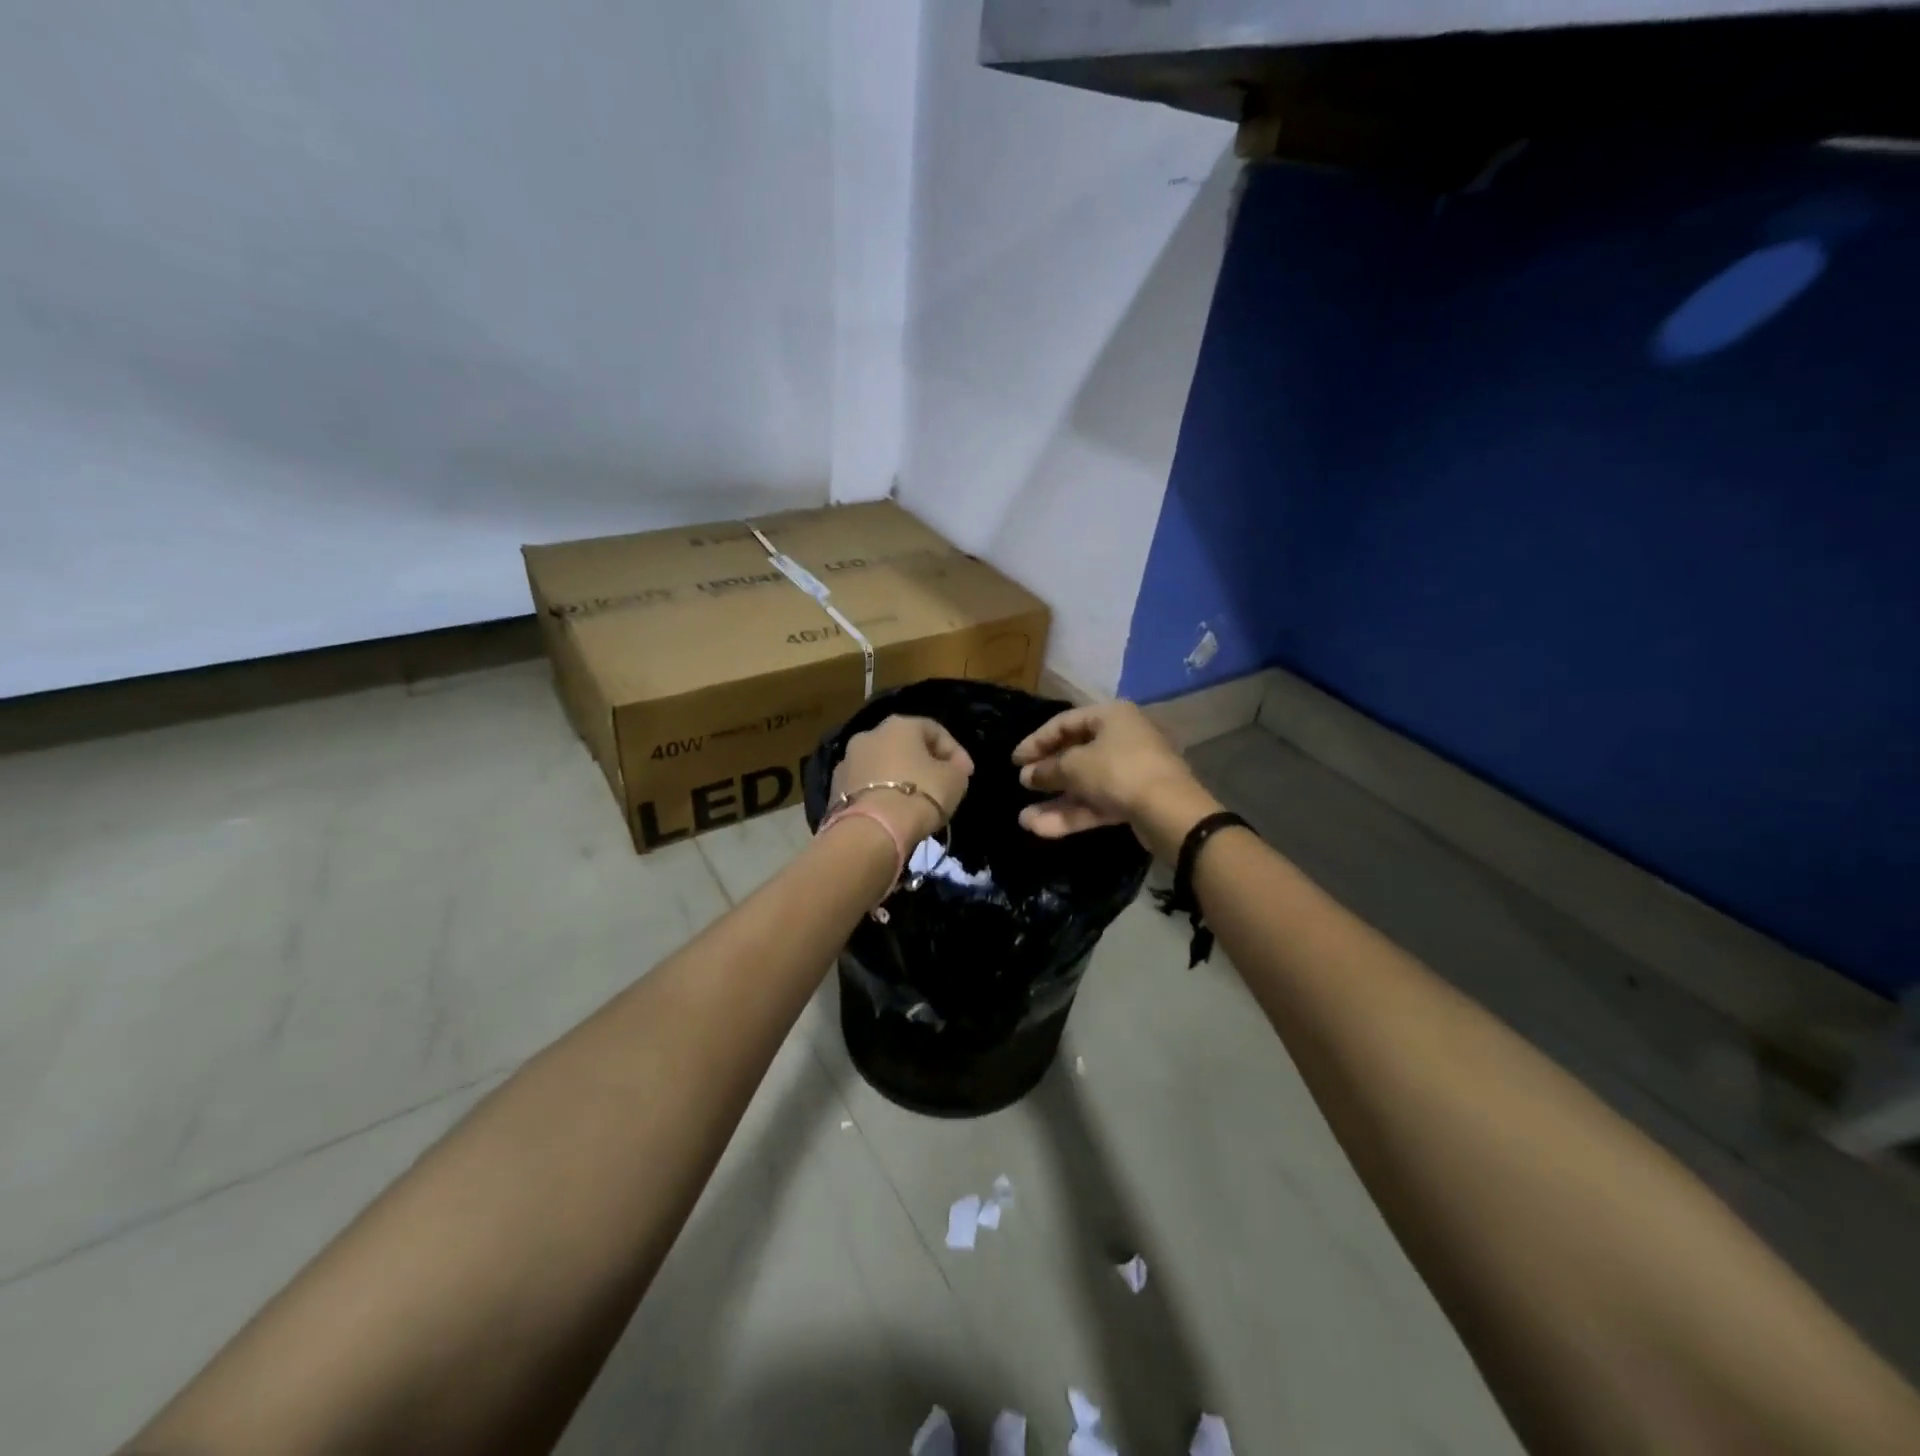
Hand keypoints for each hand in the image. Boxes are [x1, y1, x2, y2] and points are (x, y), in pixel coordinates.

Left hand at [830, 715, 973, 847]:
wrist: (871, 831)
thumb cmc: (919, 795)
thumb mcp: (955, 780)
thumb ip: (956, 768)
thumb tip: (952, 767)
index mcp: (899, 725)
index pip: (934, 730)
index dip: (955, 751)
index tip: (966, 774)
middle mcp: (869, 735)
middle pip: (903, 745)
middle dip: (923, 762)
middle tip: (939, 784)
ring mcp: (847, 761)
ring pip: (881, 765)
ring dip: (898, 778)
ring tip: (913, 802)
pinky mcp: (834, 789)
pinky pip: (866, 786)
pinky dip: (880, 794)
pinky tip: (891, 812)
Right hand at [1010, 701, 1217, 854]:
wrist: (1170, 811)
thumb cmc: (1118, 772)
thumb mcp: (1075, 767)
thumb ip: (1047, 770)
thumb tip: (1027, 775)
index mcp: (1110, 716)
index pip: (1064, 723)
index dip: (1036, 741)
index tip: (1015, 761)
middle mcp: (1122, 738)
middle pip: (1075, 754)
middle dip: (1046, 774)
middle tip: (1022, 785)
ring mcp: (1130, 771)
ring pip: (1085, 784)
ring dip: (1055, 802)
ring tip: (1025, 820)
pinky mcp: (1134, 800)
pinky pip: (1097, 802)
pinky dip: (1072, 814)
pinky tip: (1042, 829)